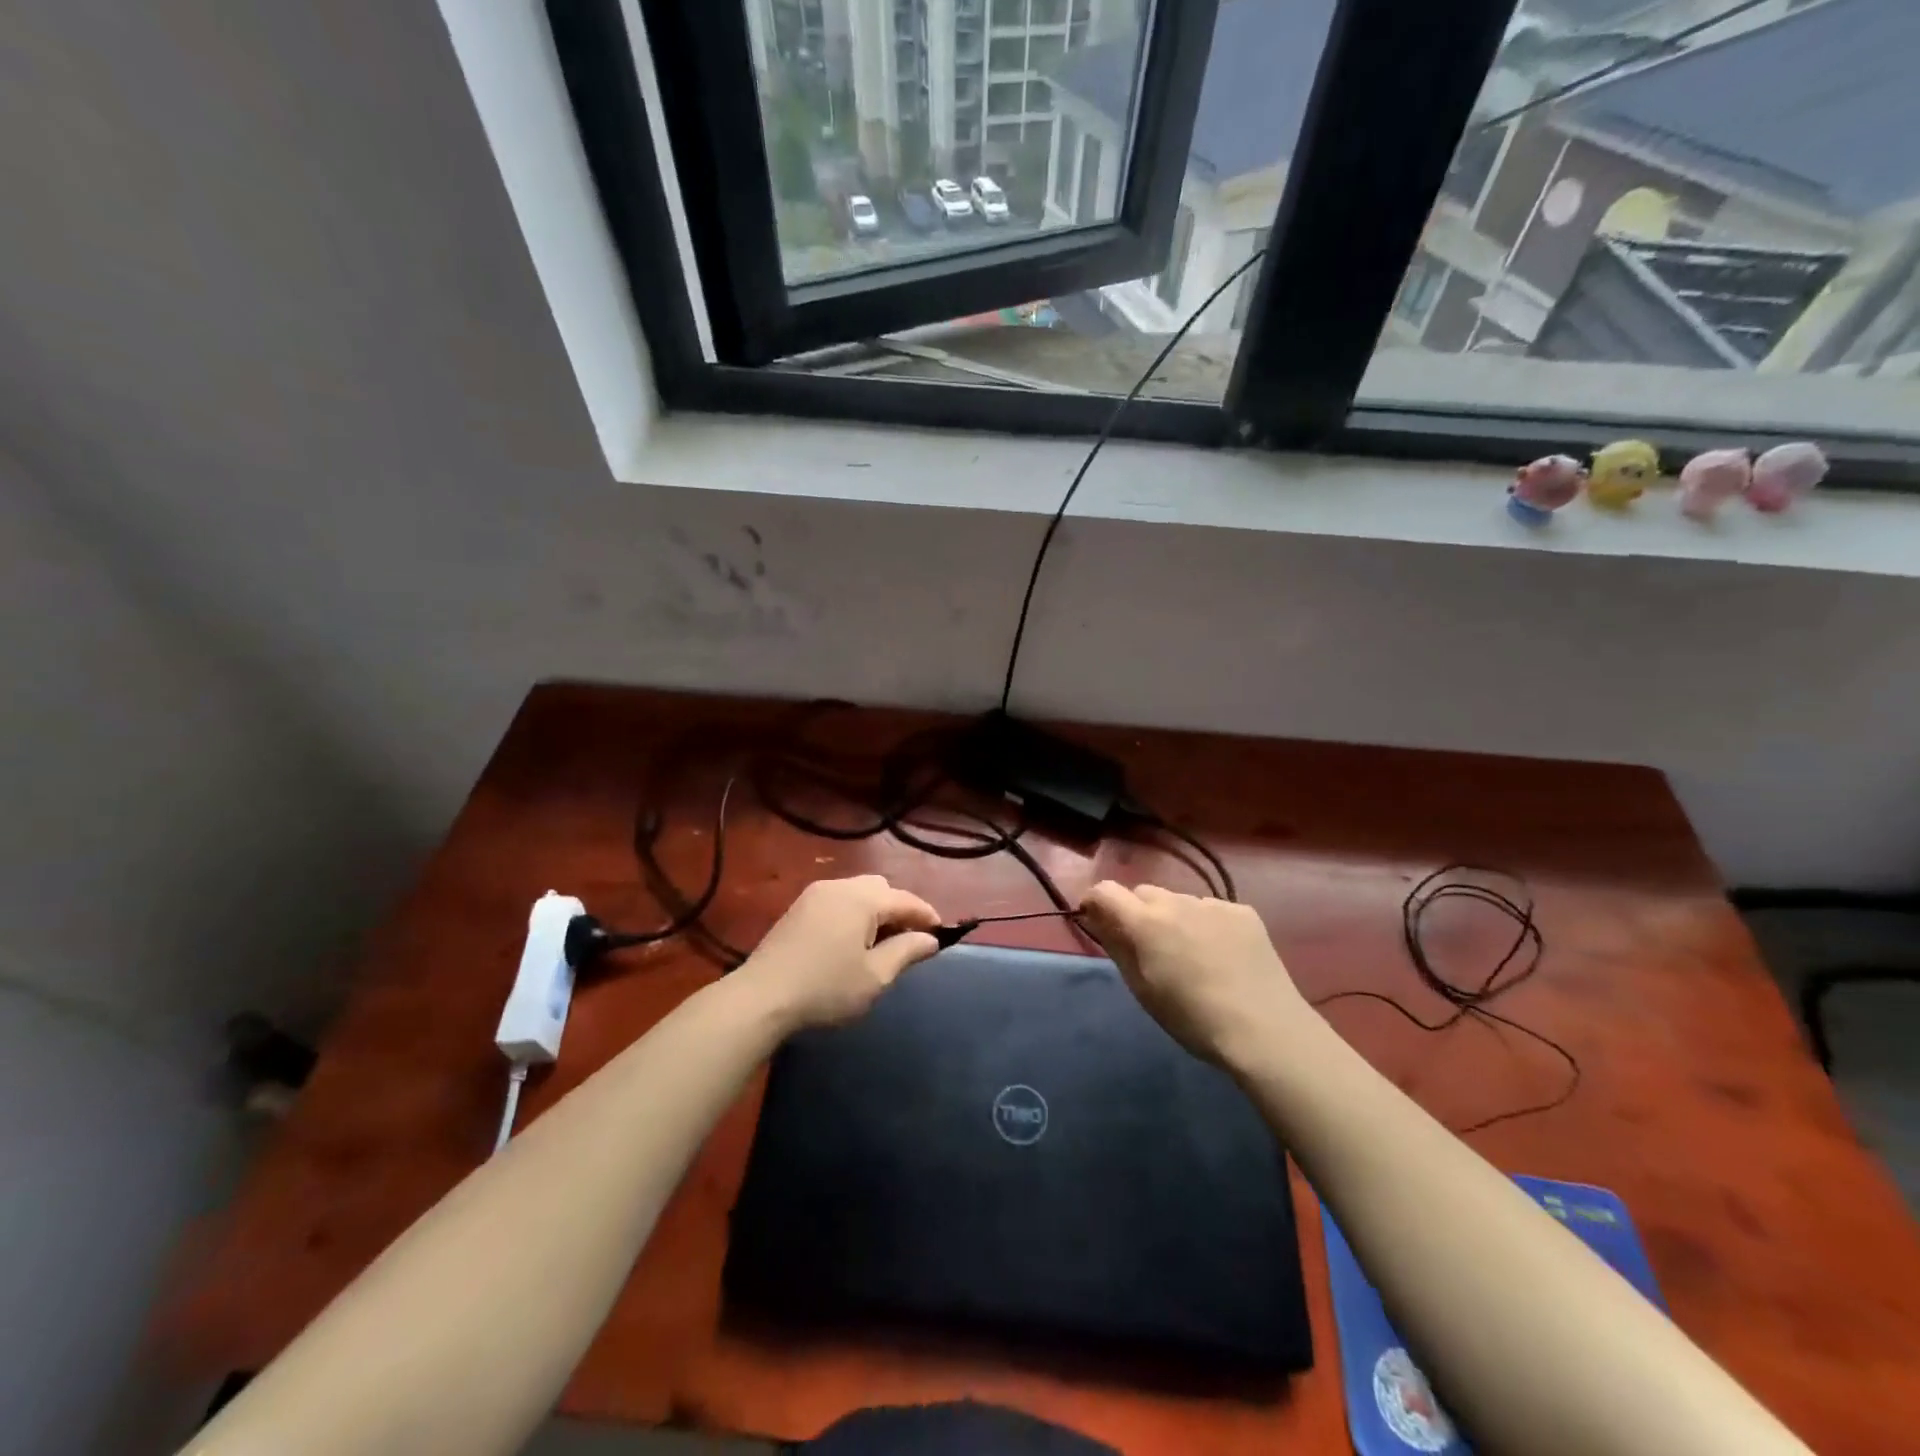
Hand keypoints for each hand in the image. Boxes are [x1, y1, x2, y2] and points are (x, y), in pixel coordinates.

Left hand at [737, 875, 941, 1032]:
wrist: (761, 997)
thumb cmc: (826, 988)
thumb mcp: (875, 976)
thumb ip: (907, 952)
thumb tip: (930, 939)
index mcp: (863, 899)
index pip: (907, 900)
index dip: (928, 916)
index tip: (942, 935)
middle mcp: (840, 886)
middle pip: (882, 889)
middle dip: (900, 910)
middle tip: (908, 942)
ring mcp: (816, 894)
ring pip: (858, 892)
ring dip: (876, 911)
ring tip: (880, 944)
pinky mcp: (799, 907)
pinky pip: (838, 900)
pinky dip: (854, 913)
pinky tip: (851, 942)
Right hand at [1077, 882, 1307, 1066]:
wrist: (1266, 1031)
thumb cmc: (1193, 1019)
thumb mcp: (1143, 990)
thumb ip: (1117, 947)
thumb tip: (1098, 919)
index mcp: (1146, 922)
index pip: (1105, 891)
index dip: (1095, 903)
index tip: (1098, 922)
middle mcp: (1177, 902)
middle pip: (1144, 894)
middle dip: (1138, 913)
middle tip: (1150, 948)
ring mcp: (1213, 904)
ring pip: (1179, 901)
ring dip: (1174, 918)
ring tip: (1191, 955)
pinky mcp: (1243, 911)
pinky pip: (1211, 910)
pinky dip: (1206, 925)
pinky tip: (1222, 955)